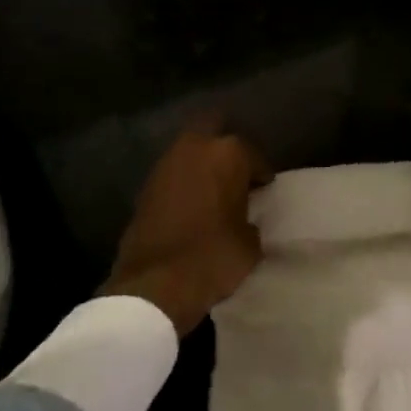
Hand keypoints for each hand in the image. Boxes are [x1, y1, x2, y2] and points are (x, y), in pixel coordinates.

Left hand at [99, 119, 271, 336]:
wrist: (156, 282)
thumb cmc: (214, 256)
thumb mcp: (250, 242)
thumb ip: (250, 218)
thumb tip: (243, 218)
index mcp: (228, 153)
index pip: (253, 155)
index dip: (261, 173)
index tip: (264, 188)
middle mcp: (195, 147)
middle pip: (214, 128)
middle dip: (225, 147)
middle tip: (236, 172)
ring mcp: (166, 163)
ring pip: (190, 148)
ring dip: (202, 162)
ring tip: (214, 188)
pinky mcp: (146, 184)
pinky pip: (174, 172)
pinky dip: (184, 180)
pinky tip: (192, 202)